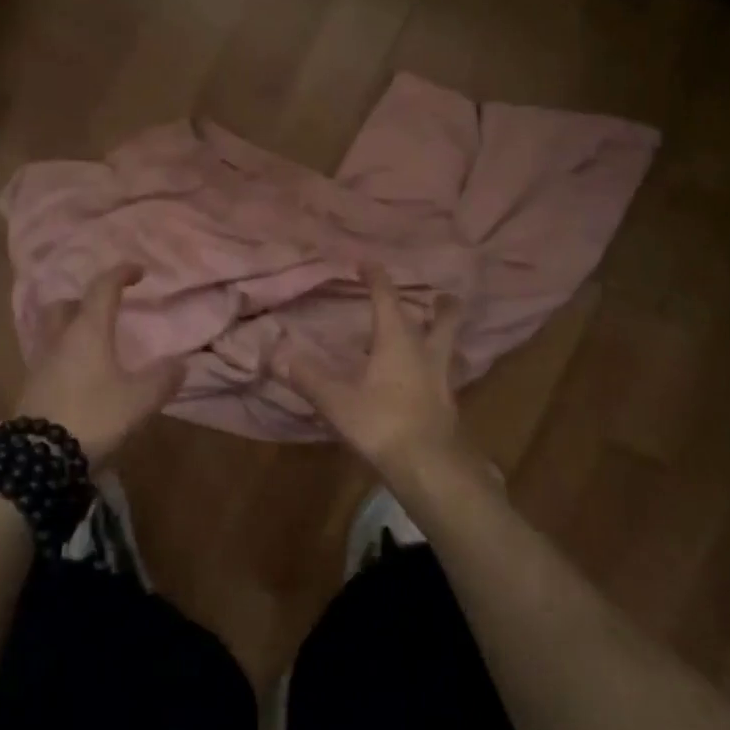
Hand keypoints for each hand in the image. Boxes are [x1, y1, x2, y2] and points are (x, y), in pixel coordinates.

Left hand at [15, 264, 183, 465]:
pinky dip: (64, 356)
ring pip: (53, 331)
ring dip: (71, 329)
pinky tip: (80, 375)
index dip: (121, 274)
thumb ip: (162, 379)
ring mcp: (40, 364)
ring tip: (94, 345)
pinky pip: (48, 358)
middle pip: (65, 305)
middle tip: (105, 310)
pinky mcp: (30, 389)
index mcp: (87, 331)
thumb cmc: (93, 416)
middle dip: (84, 301)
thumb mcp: (139, 400)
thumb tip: (180, 364)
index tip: (139, 272)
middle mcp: (60, 339)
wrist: (38, 460)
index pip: (102, 288)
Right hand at [278, 263, 465, 475]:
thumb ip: (310, 378)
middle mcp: (425, 351)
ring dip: (444, 335)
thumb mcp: (338, 401)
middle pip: (443, 318)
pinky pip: (444, 374)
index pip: (387, 297)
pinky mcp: (448, 404)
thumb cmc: (382, 422)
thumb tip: (280, 355)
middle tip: (440, 296)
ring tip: (436, 333)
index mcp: (398, 339)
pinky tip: (427, 378)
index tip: (366, 263)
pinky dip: (437, 367)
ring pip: (449, 346)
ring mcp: (441, 378)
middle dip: (441, 305)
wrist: (430, 466)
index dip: (376, 277)